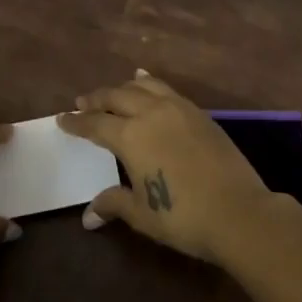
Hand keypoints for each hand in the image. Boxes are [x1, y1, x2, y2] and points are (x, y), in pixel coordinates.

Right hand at [58, 72, 278, 263]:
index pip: (95, 124)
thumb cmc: (183, 217)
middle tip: (82, 102)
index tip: (62, 118)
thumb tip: (88, 216)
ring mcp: (178, 109)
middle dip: (96, 99)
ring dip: (123, 87)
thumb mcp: (142, 214)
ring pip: (143, 86)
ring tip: (113, 91)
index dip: (76, 122)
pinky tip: (148, 84)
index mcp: (130, 136)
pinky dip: (151, 84)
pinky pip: (167, 89)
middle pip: (116, 97)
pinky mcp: (199, 113)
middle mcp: (151, 113)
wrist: (239, 211)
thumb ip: (114, 204)